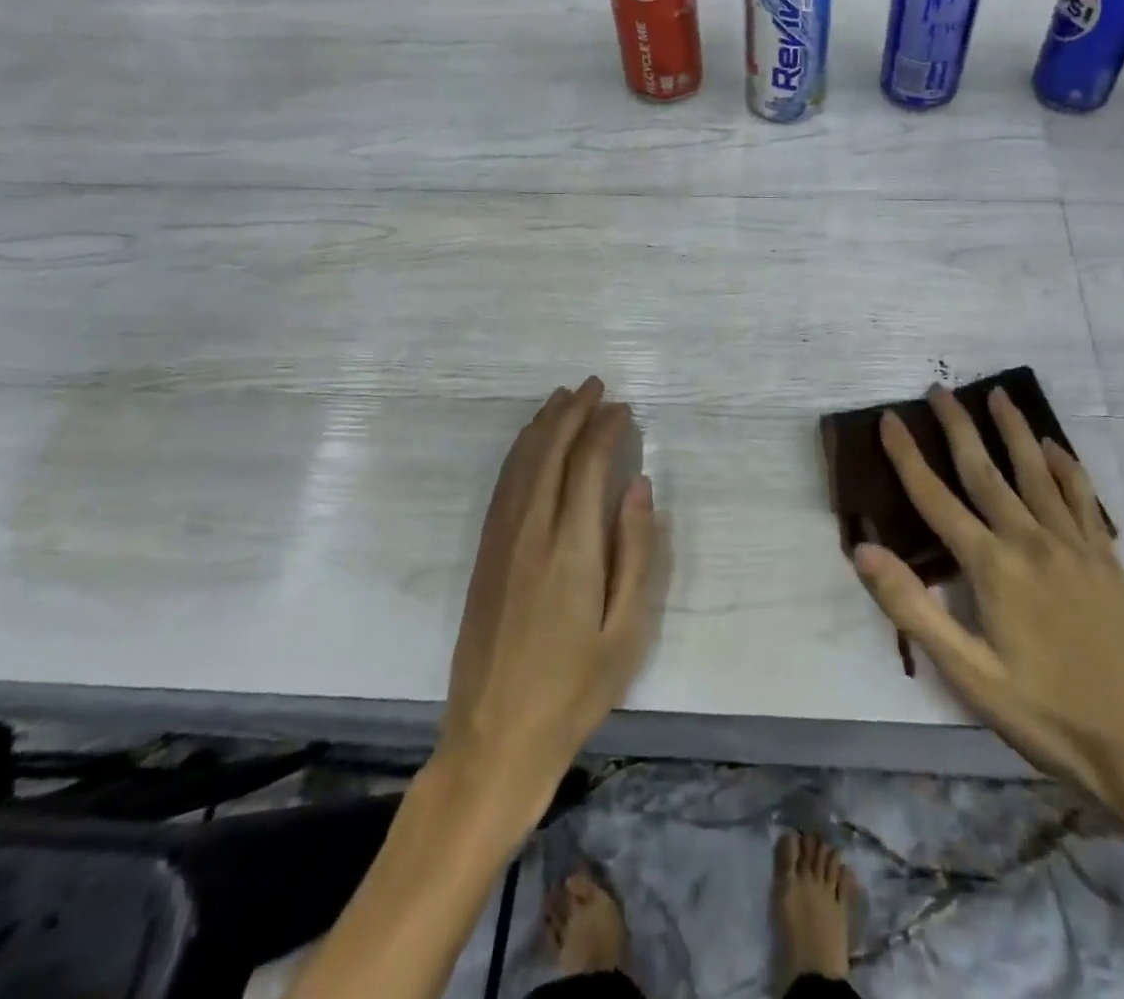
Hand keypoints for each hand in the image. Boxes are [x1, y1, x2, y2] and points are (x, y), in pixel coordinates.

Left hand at [438, 377, 660, 834]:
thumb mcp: (628, 630)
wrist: (494, 739)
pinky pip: (502, 487)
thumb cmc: (575, 690)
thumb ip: (637, 551)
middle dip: (571, 412)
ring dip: (542, 426)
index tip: (622, 407)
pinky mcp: (484, 557)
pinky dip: (519, 454)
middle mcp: (530, 532)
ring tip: (562, 398)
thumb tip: (639, 485)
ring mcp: (500, 543)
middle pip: (548, 453)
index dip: (604, 429)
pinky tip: (530, 445)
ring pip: (520, 464)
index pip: (586, 465)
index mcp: (571, 548)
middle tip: (594, 386)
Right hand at [852, 385, 1123, 825]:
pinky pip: (1081, 497)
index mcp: (992, 566)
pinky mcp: (1105, 558)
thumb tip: (864, 550)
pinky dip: (1065, 465)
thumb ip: (913, 608)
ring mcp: (1073, 545)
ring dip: (1013, 429)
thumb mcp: (969, 675)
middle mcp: (1030, 540)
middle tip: (939, 389)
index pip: (936, 498)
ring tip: (998, 394)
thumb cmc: (1050, 715)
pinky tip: (1054, 446)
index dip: (907, 456)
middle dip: (958, 427)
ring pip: (1036, 471)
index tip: (889, 419)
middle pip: (985, 470)